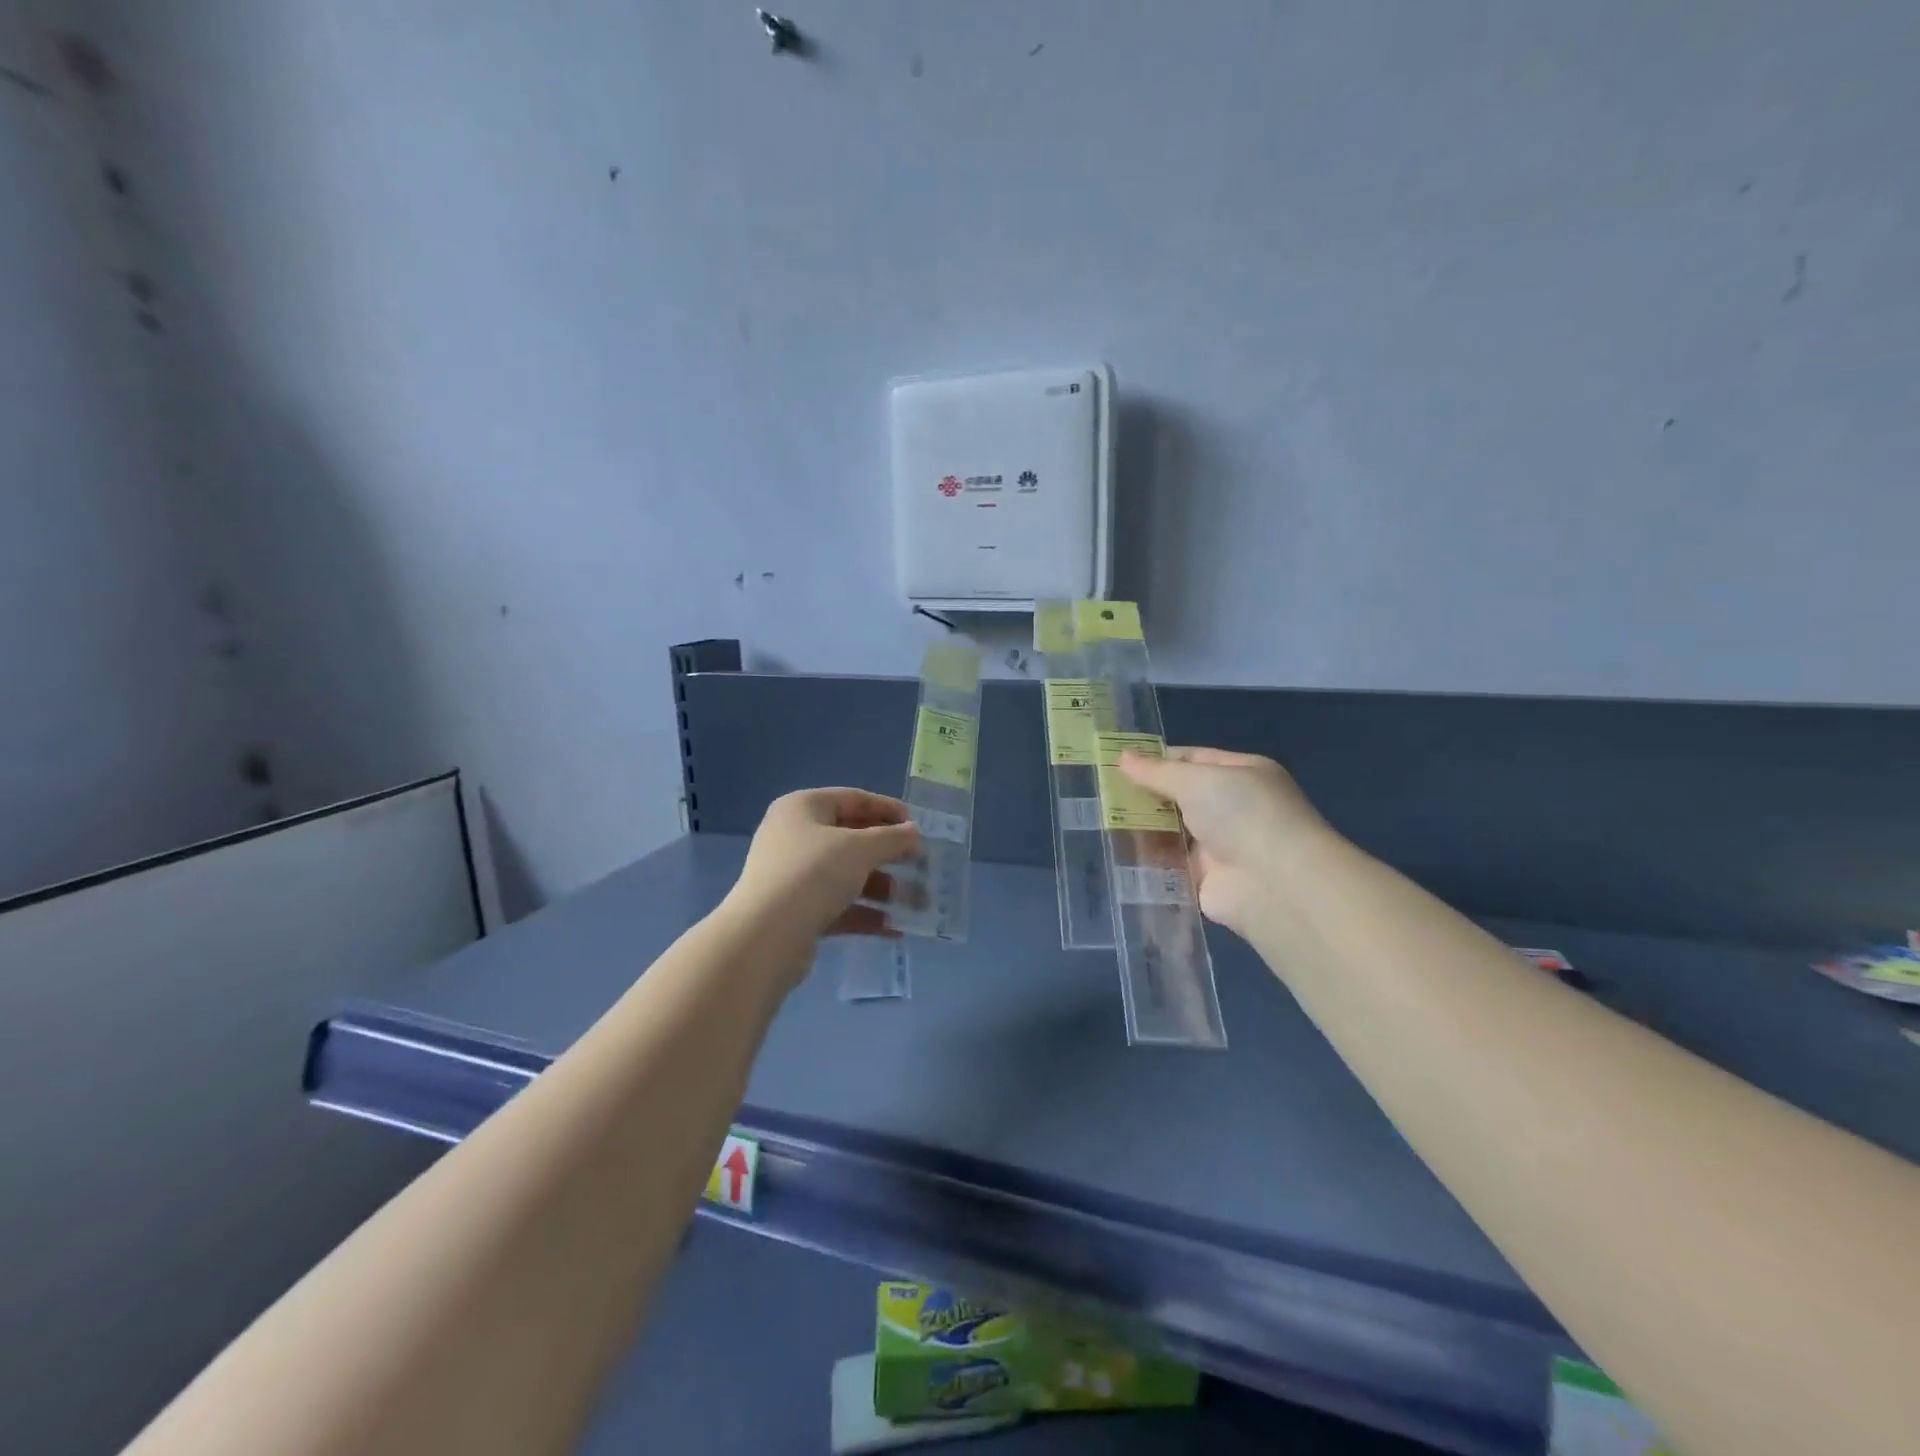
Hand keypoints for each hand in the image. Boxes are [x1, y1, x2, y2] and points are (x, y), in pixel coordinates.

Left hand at [724, 788, 921, 946]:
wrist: (765, 937)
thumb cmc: (814, 874)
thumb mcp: (860, 848)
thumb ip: (892, 838)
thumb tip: (914, 832)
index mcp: (803, 808)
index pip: (853, 799)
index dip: (888, 809)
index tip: (918, 826)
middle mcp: (794, 837)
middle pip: (851, 839)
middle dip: (889, 854)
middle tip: (922, 865)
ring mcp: (793, 876)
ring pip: (847, 876)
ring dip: (883, 888)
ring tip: (917, 903)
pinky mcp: (796, 912)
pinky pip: (838, 905)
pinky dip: (865, 913)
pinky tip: (895, 928)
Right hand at [1118, 747, 1326, 935]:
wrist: (1275, 884)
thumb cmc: (1242, 814)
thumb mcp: (1197, 780)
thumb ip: (1157, 772)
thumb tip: (1123, 757)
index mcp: (1241, 774)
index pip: (1192, 759)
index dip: (1157, 760)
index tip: (1118, 763)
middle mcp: (1233, 808)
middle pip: (1179, 797)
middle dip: (1145, 796)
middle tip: (1102, 793)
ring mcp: (1220, 846)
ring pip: (1172, 831)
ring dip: (1143, 828)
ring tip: (1101, 821)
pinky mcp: (1206, 880)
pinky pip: (1170, 865)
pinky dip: (1148, 860)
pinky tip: (1116, 852)